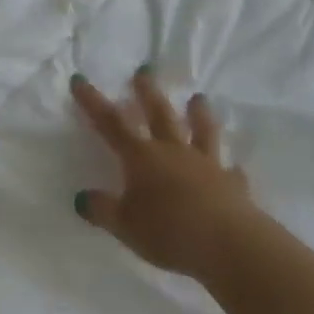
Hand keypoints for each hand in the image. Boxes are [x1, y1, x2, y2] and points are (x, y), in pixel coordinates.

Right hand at [72, 69, 253, 278]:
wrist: (228, 243)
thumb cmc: (168, 232)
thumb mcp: (125, 225)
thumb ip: (102, 209)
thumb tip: (81, 198)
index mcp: (142, 157)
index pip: (111, 123)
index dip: (93, 101)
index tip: (80, 79)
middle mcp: (173, 151)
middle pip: (159, 114)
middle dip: (147, 92)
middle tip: (145, 70)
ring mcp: (206, 164)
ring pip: (201, 131)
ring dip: (198, 113)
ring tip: (197, 98)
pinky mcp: (232, 184)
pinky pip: (230, 172)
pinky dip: (229, 168)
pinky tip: (233, 167)